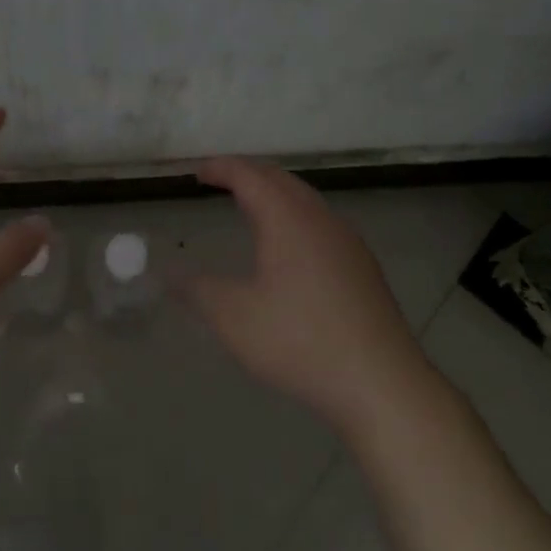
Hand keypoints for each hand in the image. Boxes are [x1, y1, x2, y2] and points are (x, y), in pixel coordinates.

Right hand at [182, 157, 429, 432]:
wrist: (380, 382)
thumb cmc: (300, 341)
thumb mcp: (234, 318)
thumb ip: (198, 291)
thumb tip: (170, 275)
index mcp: (288, 220)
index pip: (250, 176)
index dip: (221, 168)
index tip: (197, 172)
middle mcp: (321, 220)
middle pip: (281, 180)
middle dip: (249, 174)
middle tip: (221, 182)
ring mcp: (348, 242)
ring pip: (306, 200)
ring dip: (275, 195)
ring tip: (251, 209)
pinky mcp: (363, 267)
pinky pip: (321, 223)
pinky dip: (295, 217)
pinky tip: (289, 249)